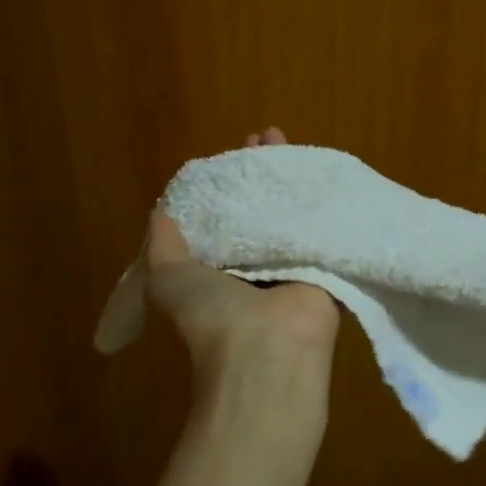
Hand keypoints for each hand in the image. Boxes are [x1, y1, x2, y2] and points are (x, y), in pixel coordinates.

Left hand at [144, 128, 340, 383]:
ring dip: (287, 178)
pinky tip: (319, 168)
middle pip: (259, 209)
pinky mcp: (324, 264)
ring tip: (284, 138)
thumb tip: (161, 211)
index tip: (230, 155)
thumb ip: (164, 243)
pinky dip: (320, 198)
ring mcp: (292, 264)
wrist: (267, 348)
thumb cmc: (211, 312)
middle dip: (259, 173)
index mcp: (219, 270)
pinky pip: (320, 224)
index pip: (223, 217)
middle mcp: (255, 266)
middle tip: (264, 137)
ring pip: (289, 212)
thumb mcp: (167, 276)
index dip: (223, 185)